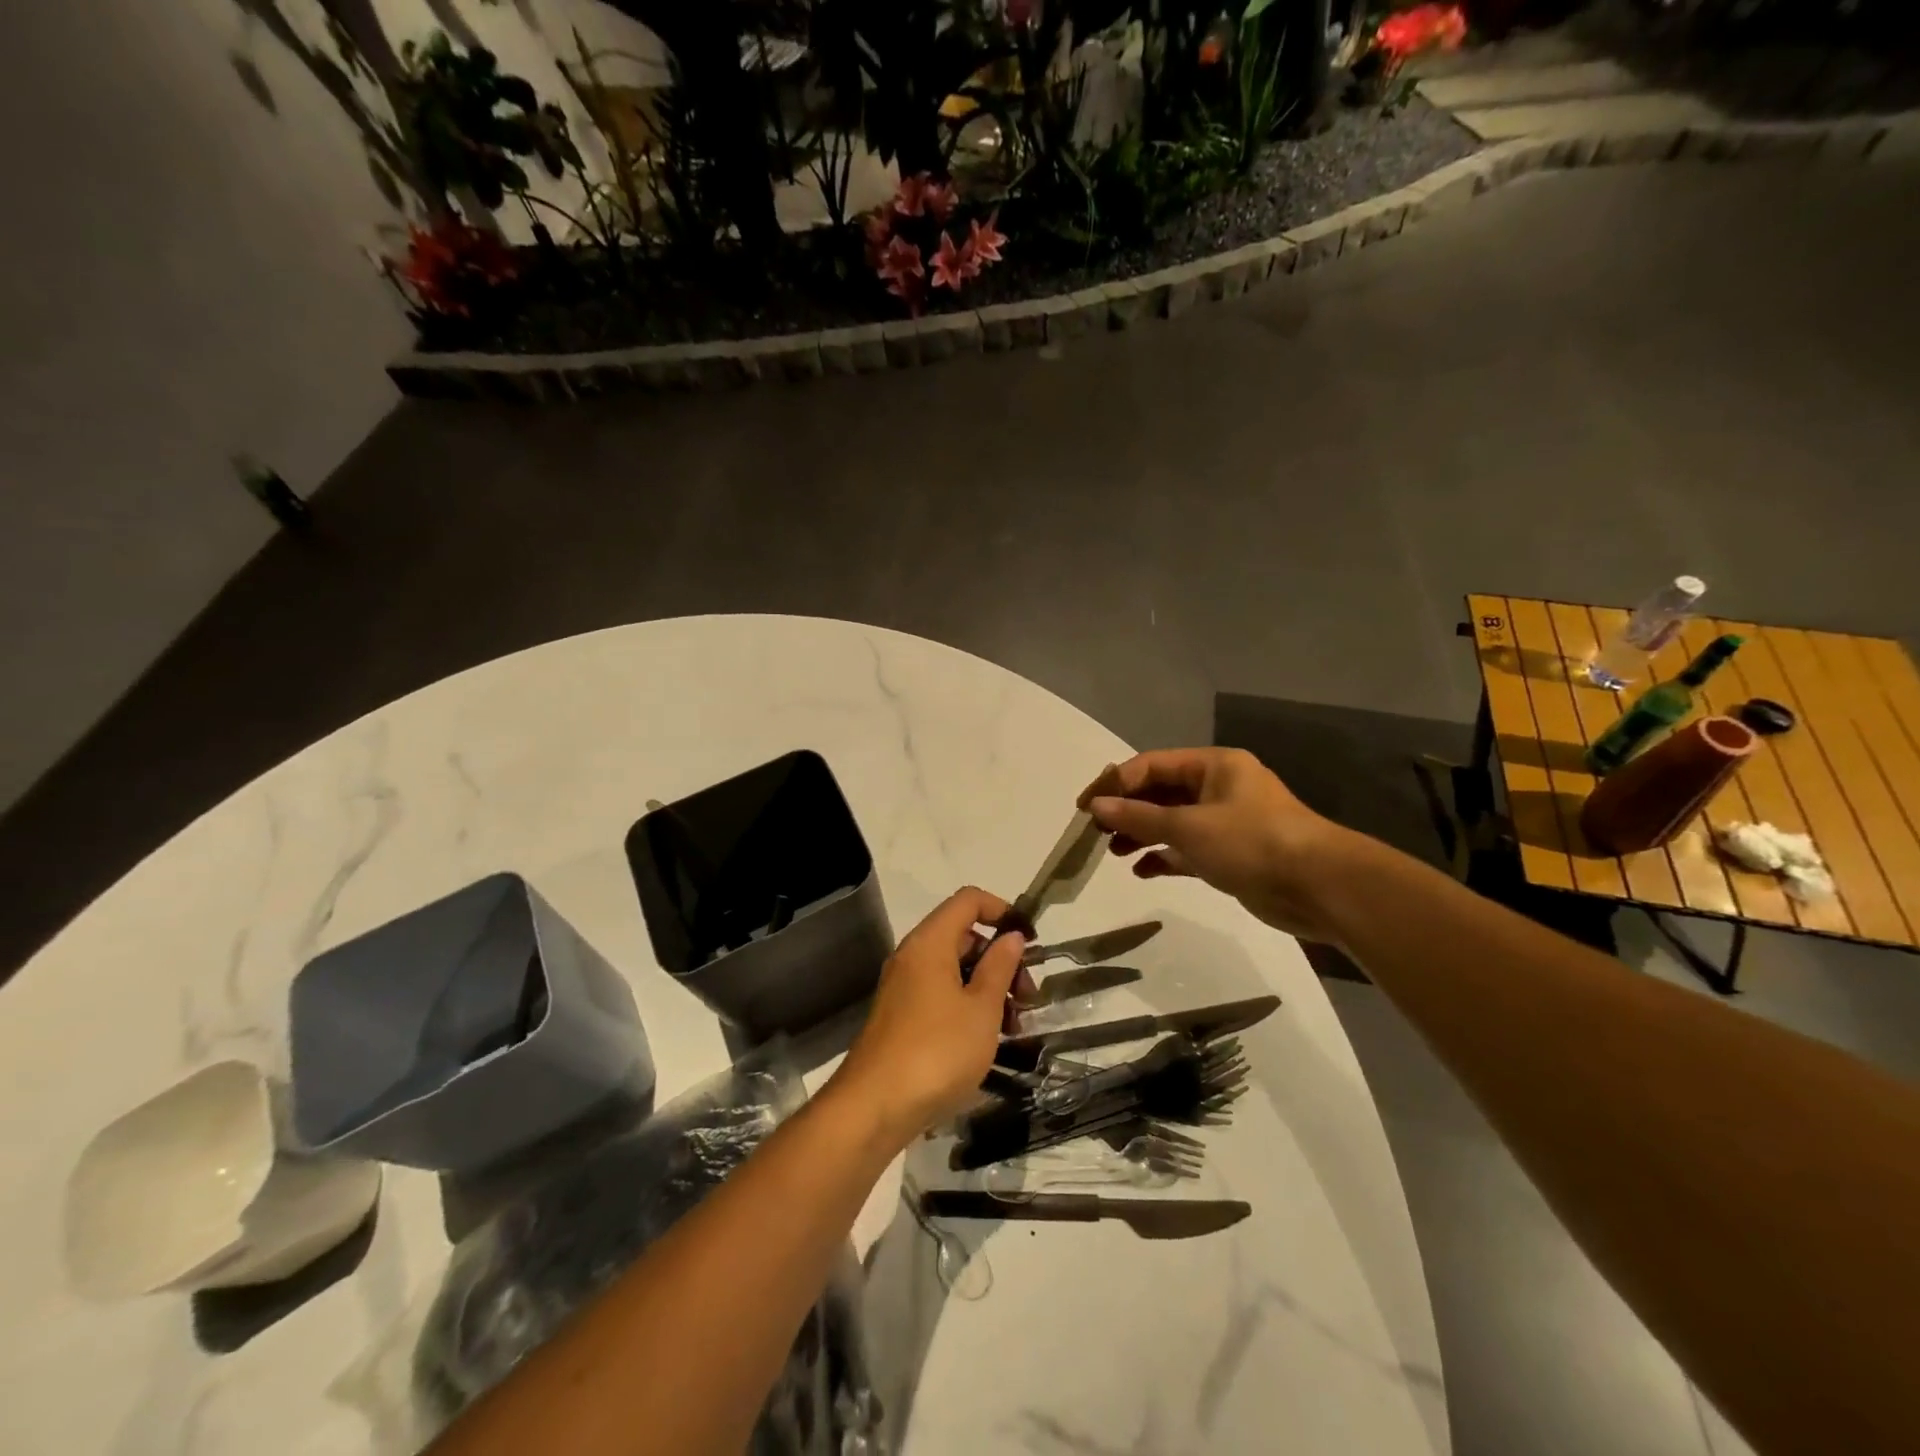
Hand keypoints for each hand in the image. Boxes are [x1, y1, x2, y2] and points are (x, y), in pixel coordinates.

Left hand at [831, 887, 1025, 1145]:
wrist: (874, 1107)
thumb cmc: (937, 1050)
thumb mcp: (982, 1009)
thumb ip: (1000, 967)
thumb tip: (1011, 936)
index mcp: (930, 942)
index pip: (969, 901)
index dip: (1002, 910)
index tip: (1030, 941)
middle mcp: (913, 955)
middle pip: (964, 936)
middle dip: (1001, 959)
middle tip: (1028, 997)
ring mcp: (904, 987)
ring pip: (955, 969)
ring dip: (989, 987)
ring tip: (1014, 1026)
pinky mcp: (902, 1016)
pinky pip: (942, 994)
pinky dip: (968, 1005)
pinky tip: (988, 1039)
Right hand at [1080, 748, 1351, 940]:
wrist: (1319, 887)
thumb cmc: (1252, 842)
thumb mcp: (1189, 827)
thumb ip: (1139, 817)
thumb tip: (1096, 806)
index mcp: (1214, 765)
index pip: (1151, 765)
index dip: (1115, 783)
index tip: (1085, 808)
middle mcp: (1219, 787)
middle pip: (1161, 792)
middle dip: (1127, 810)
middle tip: (1096, 832)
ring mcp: (1226, 821)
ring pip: (1172, 821)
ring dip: (1142, 834)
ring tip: (1113, 852)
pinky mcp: (1232, 853)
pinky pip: (1188, 848)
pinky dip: (1164, 856)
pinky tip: (1142, 870)